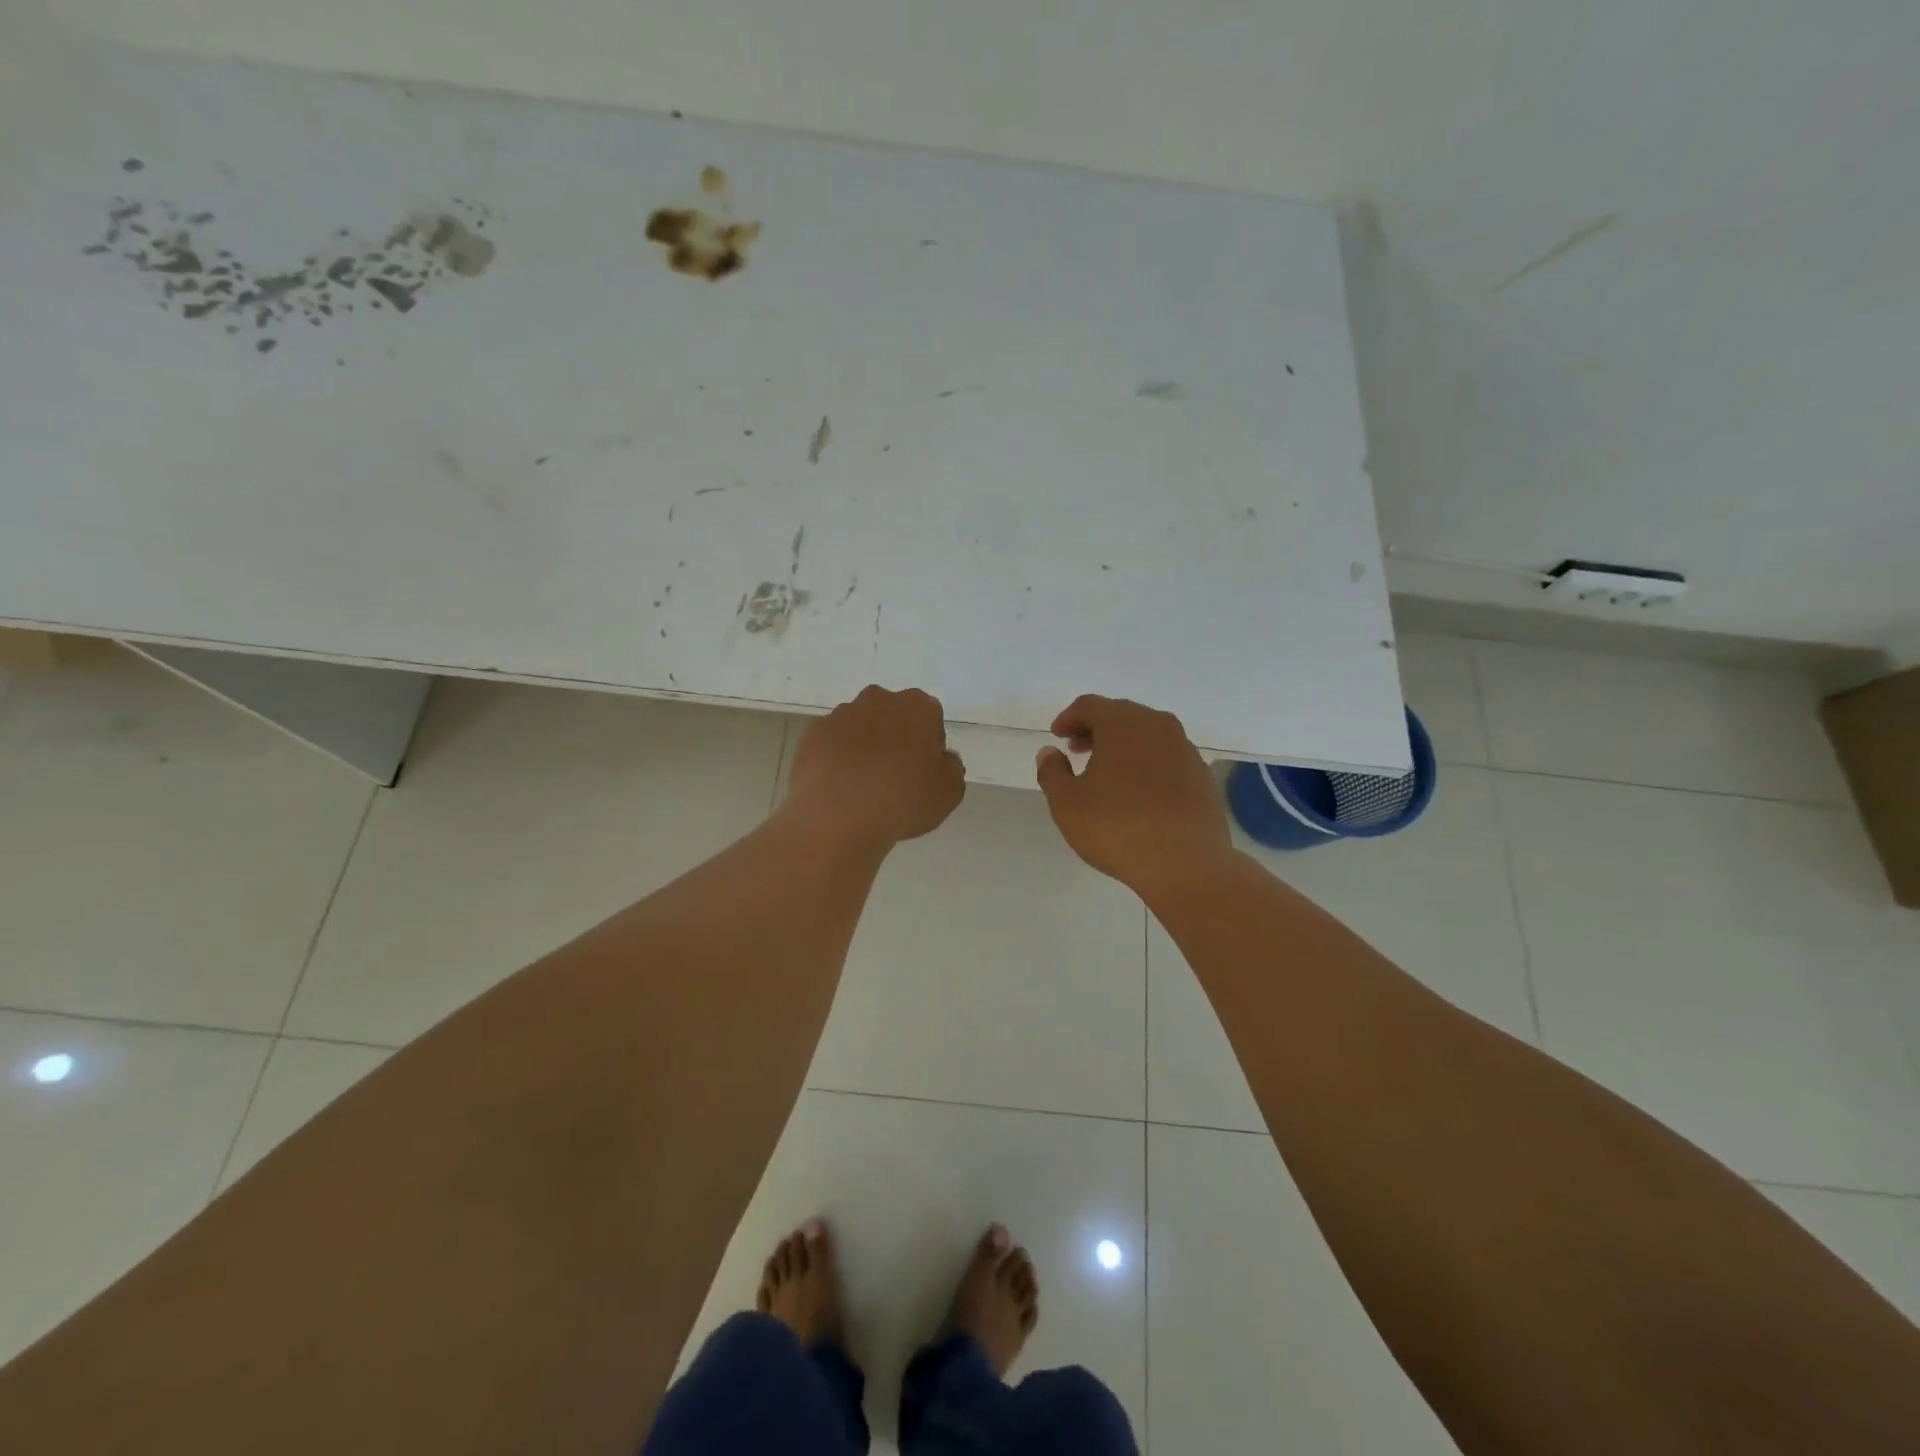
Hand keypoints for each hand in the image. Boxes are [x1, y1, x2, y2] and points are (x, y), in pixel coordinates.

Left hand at [786, 686, 965, 850]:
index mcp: (918, 707)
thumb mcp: (950, 792)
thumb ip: (952, 768)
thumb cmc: (904, 800)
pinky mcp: (812, 735)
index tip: (923, 771)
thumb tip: (943, 759)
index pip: (930, 717)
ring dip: (864, 747)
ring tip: (863, 787)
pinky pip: (832, 744)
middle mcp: (878, 700)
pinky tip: (839, 788)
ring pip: (860, 727)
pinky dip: (836, 759)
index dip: (928, 744)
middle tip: (895, 776)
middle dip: (895, 738)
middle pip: (892, 715)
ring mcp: (841, 715)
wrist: (839, 816)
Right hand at [1035, 695, 1232, 893]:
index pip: (1089, 705)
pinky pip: (1167, 757)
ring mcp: (1185, 749)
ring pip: (1147, 735)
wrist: (1186, 863)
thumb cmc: (1117, 827)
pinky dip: (1147, 764)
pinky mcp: (1201, 775)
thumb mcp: (1067, 803)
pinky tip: (1138, 793)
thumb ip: (1052, 772)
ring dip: (1123, 746)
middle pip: (1121, 715)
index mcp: (1122, 723)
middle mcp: (1157, 726)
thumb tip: (1049, 753)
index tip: (1058, 737)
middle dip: (1096, 729)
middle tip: (1078, 750)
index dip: (1069, 718)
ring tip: (1107, 773)